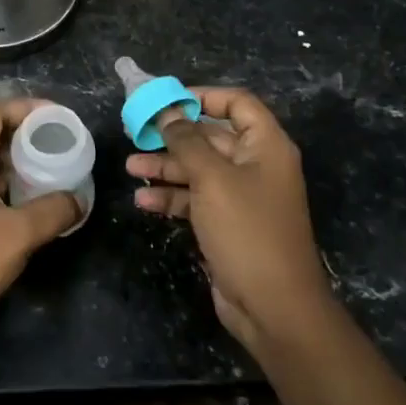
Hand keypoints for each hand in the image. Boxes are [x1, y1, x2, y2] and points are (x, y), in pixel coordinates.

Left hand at [0, 100, 81, 357]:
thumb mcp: (16, 234)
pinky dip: (12, 186)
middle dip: (27, 134)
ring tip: (57, 165)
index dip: (25, 108)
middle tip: (63, 140)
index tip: (58, 115)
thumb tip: (80, 199)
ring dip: (21, 162)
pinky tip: (37, 198)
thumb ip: (52, 211)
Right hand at [126, 88, 330, 354]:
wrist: (274, 307)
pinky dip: (171, 198)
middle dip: (173, 135)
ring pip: (198, 169)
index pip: (237, 103)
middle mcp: (255, 166)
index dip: (203, 96)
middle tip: (135, 131)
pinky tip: (144, 202)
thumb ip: (186, 141)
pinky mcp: (227, 224)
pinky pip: (195, 199)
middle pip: (210, 137)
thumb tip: (167, 112)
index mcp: (265, 146)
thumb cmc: (247, 230)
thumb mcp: (212, 178)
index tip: (167, 100)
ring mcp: (241, 197)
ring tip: (131, 167)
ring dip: (165, 167)